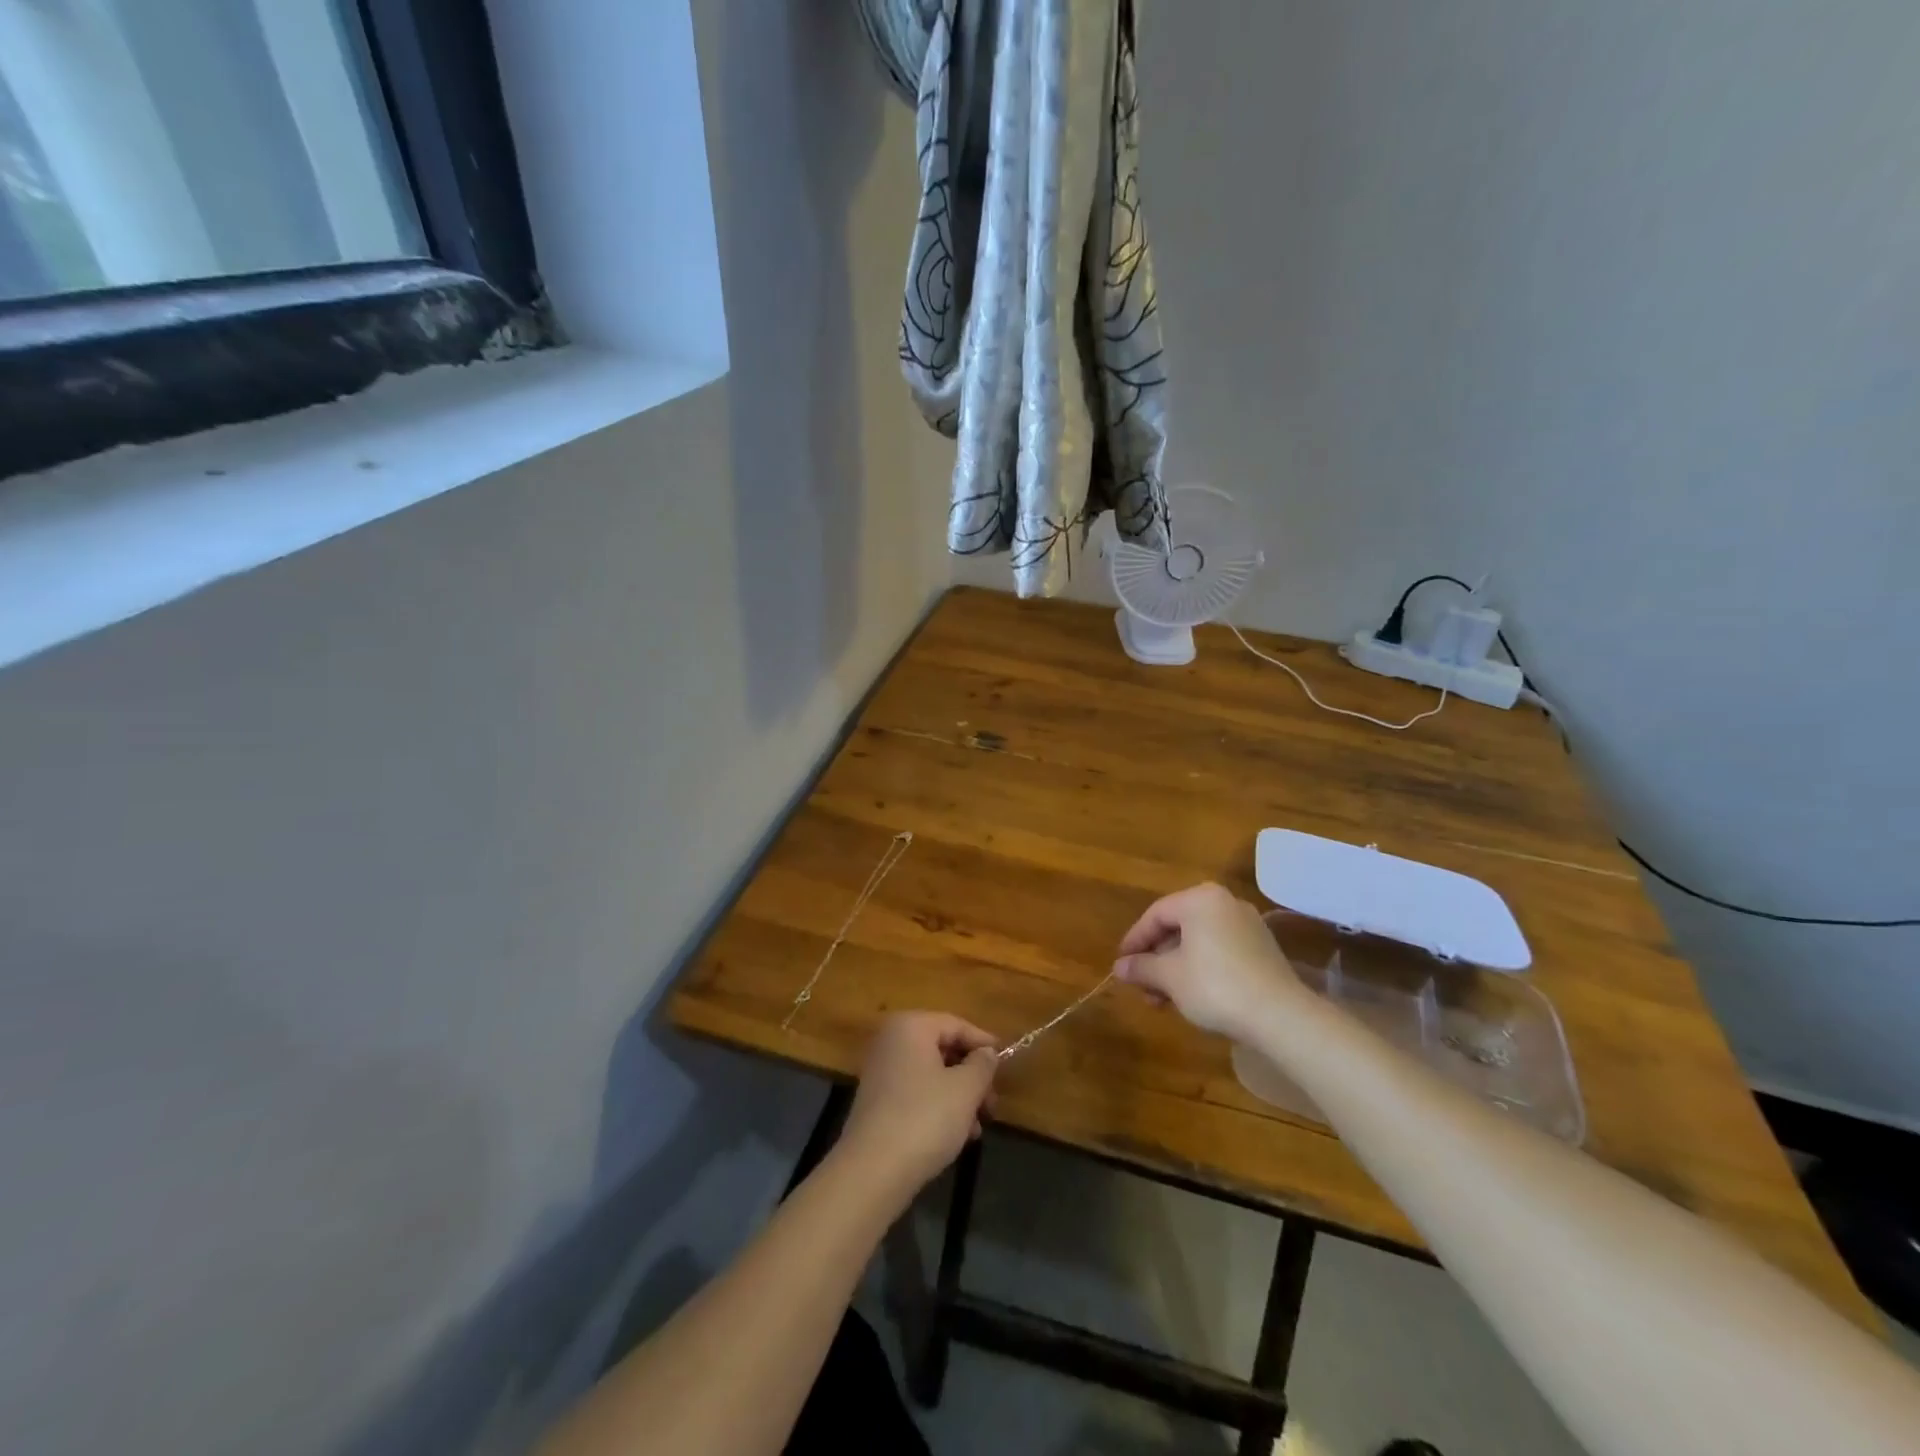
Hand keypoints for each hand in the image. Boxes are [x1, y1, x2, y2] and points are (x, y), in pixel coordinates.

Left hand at [837, 1013, 998, 1203]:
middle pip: (943, 1050)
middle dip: (972, 1076)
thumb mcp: (966, 1089)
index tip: (1005, 1063)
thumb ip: (982, 1065)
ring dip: (959, 1097)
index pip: (956, 1025)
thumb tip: (987, 1053)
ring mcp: (880, 1072)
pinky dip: (938, 1108)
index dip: (984, 1043)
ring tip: (978, 1126)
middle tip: (992, 1103)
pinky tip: (957, 1136)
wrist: (872, 1170)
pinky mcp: (877, 1102)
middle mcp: (891, 1041)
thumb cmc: (925, 1117)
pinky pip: (916, 1094)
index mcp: (910, 1026)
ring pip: (931, 1075)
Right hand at [1113, 883, 1306, 1039]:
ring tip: (1162, 999)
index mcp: (1200, 899)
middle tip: (1142, 987)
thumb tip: (1119, 967)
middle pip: (1178, 927)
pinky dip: (1199, 968)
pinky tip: (1191, 996)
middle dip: (1156, 959)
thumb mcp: (1169, 977)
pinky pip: (1219, 950)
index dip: (1134, 940)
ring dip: (1175, 968)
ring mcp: (1247, 925)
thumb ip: (1141, 967)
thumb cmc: (1215, 987)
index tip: (1121, 965)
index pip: (1155, 914)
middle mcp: (1224, 903)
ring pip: (1198, 941)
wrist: (1281, 1016)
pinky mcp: (1262, 948)